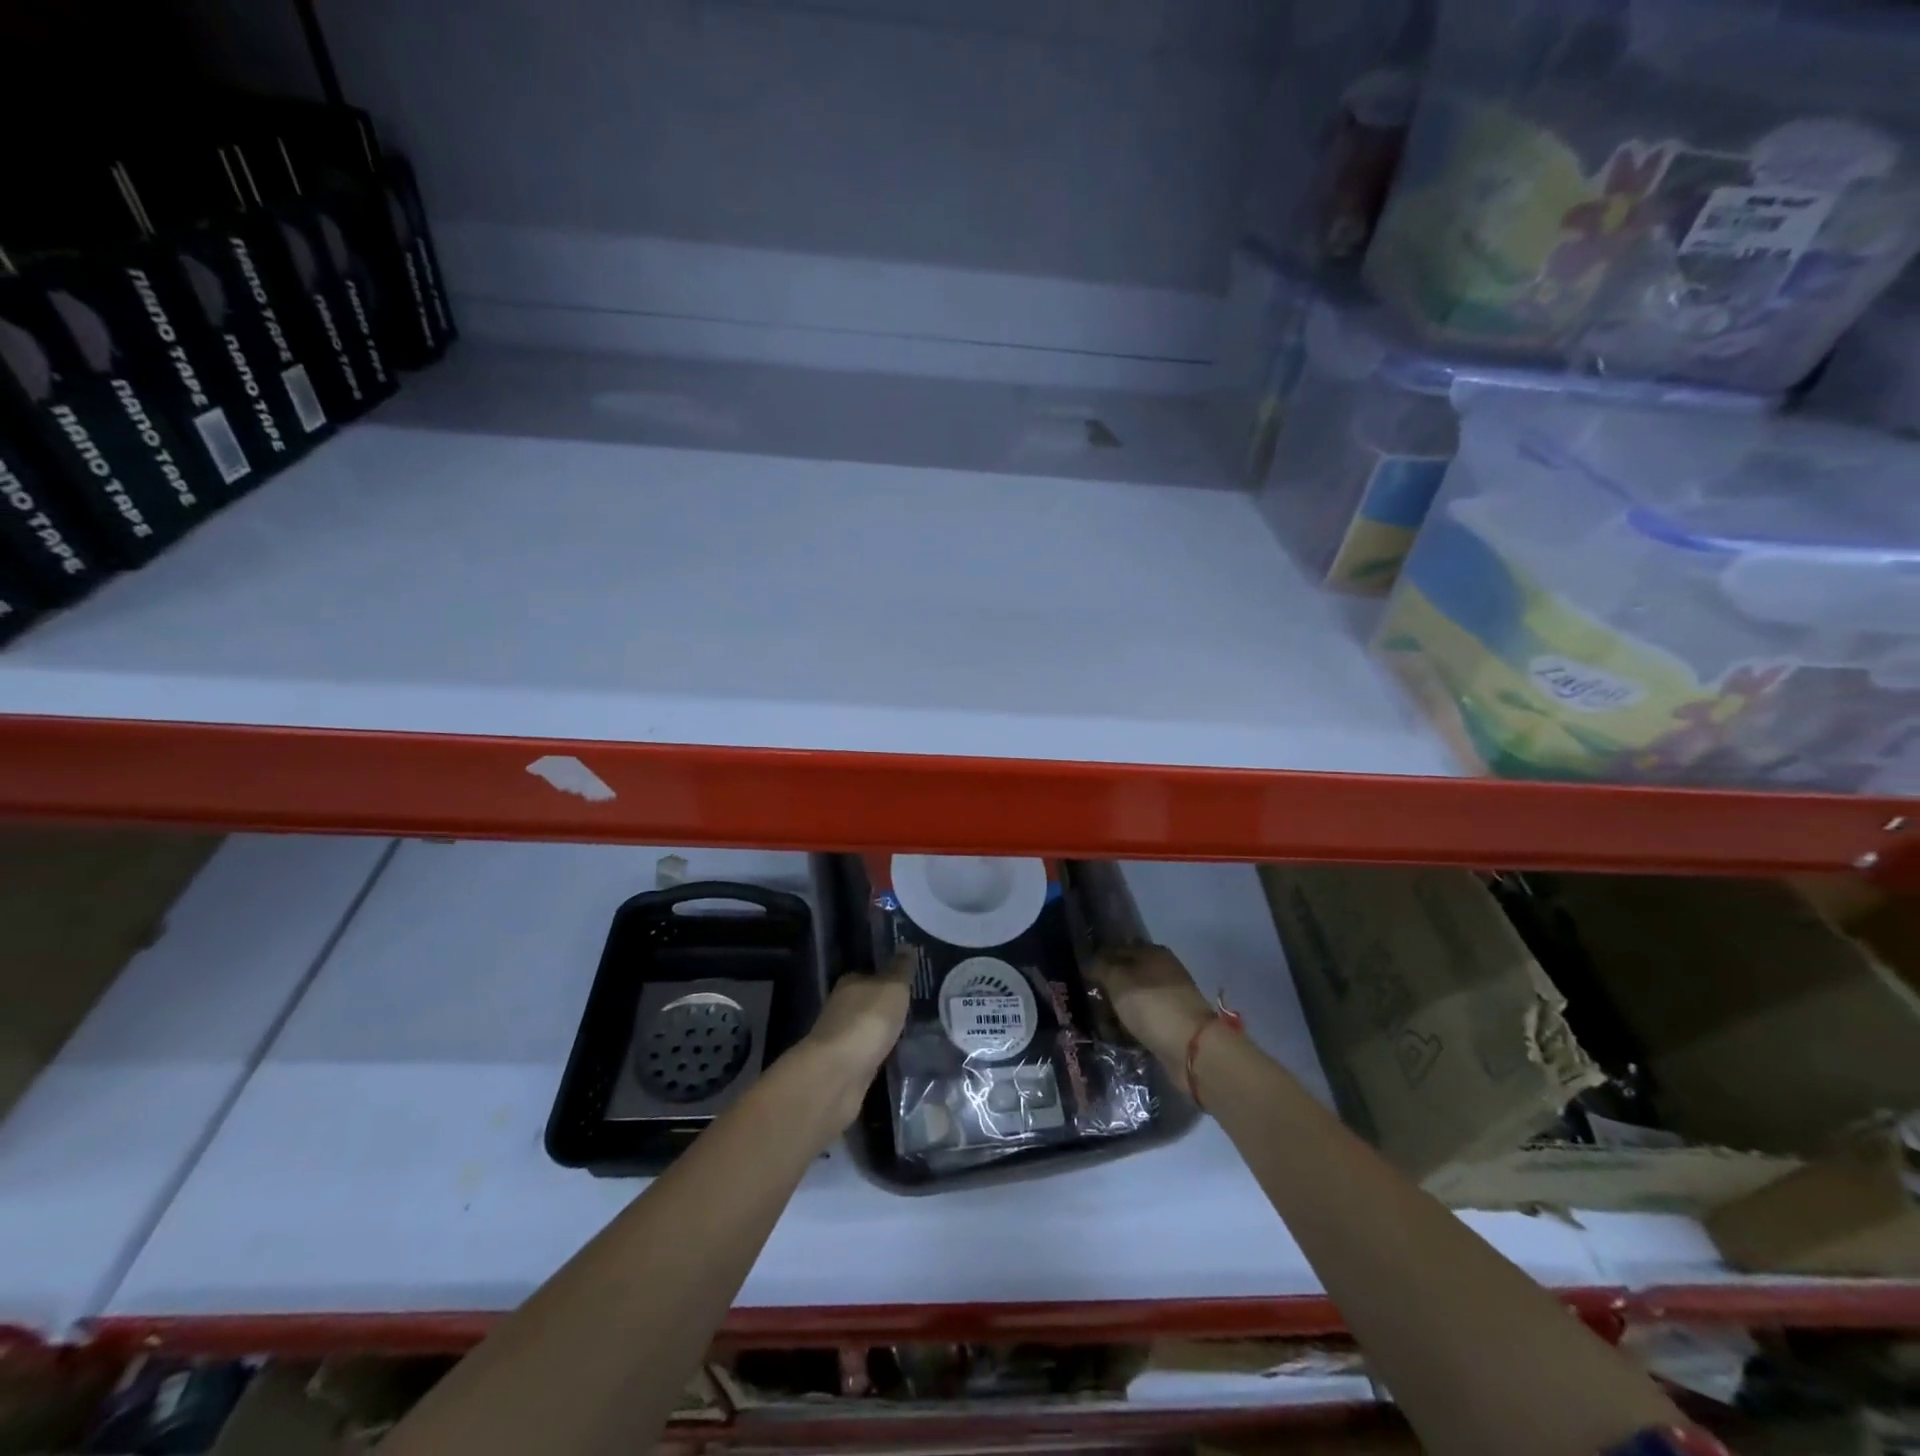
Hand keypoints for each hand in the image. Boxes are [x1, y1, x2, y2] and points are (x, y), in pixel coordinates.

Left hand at [796, 950, 912, 1129]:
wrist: (838, 1073)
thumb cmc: (867, 1021)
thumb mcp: (893, 988)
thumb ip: (901, 969)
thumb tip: (906, 945)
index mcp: (850, 983)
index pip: (871, 974)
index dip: (889, 978)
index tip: (910, 985)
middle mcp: (841, 1007)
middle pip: (868, 1002)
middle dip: (887, 1007)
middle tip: (916, 1009)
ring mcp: (841, 1038)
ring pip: (867, 1029)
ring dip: (883, 1032)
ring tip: (912, 1034)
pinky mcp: (844, 1066)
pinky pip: (868, 1053)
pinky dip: (879, 1053)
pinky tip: (897, 1056)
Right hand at [1090, 944, 1214, 1070]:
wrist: (1191, 1048)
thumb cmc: (1151, 1005)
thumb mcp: (1118, 979)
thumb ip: (1100, 966)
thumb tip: (1088, 961)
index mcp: (1153, 952)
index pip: (1116, 949)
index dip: (1097, 961)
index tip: (1079, 976)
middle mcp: (1162, 971)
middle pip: (1125, 975)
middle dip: (1106, 988)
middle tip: (1085, 1001)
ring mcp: (1168, 998)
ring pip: (1132, 999)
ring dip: (1116, 1009)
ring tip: (1097, 1021)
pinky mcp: (1170, 1023)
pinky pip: (1141, 1019)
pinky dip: (1129, 1025)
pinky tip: (1115, 1034)